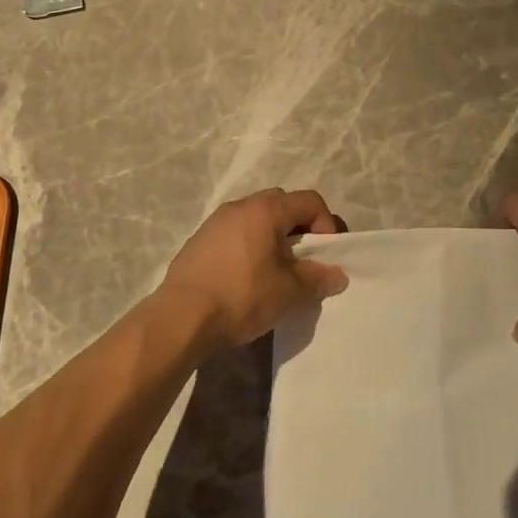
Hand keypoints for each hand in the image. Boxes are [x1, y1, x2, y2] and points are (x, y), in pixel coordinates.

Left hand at [160, 188, 347, 351]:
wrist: (181, 317)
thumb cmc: (242, 296)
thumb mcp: (289, 292)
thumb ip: (317, 279)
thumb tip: (336, 275)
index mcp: (266, 210)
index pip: (310, 201)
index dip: (326, 225)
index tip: (325, 256)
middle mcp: (240, 206)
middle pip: (282, 204)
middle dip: (299, 228)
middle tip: (303, 260)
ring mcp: (215, 221)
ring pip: (255, 218)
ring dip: (272, 237)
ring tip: (274, 271)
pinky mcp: (198, 240)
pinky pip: (234, 233)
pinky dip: (248, 246)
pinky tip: (246, 278)